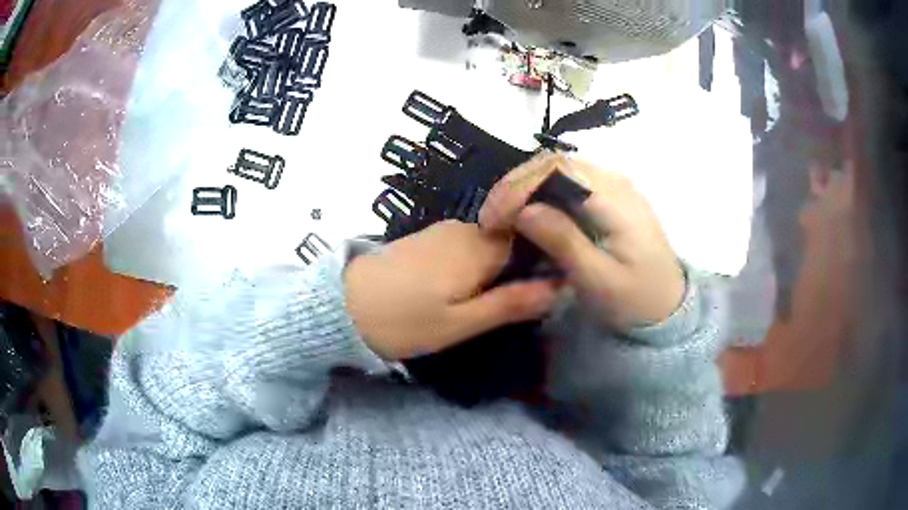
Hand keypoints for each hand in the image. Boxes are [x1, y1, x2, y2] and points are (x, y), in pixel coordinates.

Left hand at [344, 221, 559, 360]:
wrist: (343, 306)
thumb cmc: (405, 320)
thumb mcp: (460, 323)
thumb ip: (510, 303)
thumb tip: (561, 286)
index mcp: (481, 247)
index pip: (531, 239)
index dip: (544, 259)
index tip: (549, 286)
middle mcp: (466, 229)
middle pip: (511, 240)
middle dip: (520, 266)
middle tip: (518, 303)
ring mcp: (443, 231)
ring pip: (488, 244)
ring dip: (496, 268)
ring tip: (493, 300)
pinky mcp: (427, 238)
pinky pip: (466, 246)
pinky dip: (474, 265)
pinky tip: (465, 288)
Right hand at [479, 153, 684, 330]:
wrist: (668, 307)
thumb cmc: (636, 300)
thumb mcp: (598, 280)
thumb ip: (564, 242)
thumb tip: (523, 211)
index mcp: (616, 199)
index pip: (558, 170)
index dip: (519, 187)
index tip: (493, 219)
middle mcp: (615, 181)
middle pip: (555, 162)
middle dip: (515, 185)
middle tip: (490, 218)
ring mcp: (613, 185)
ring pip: (558, 169)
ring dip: (525, 187)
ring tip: (502, 216)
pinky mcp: (608, 195)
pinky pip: (567, 182)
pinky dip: (540, 193)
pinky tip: (528, 214)